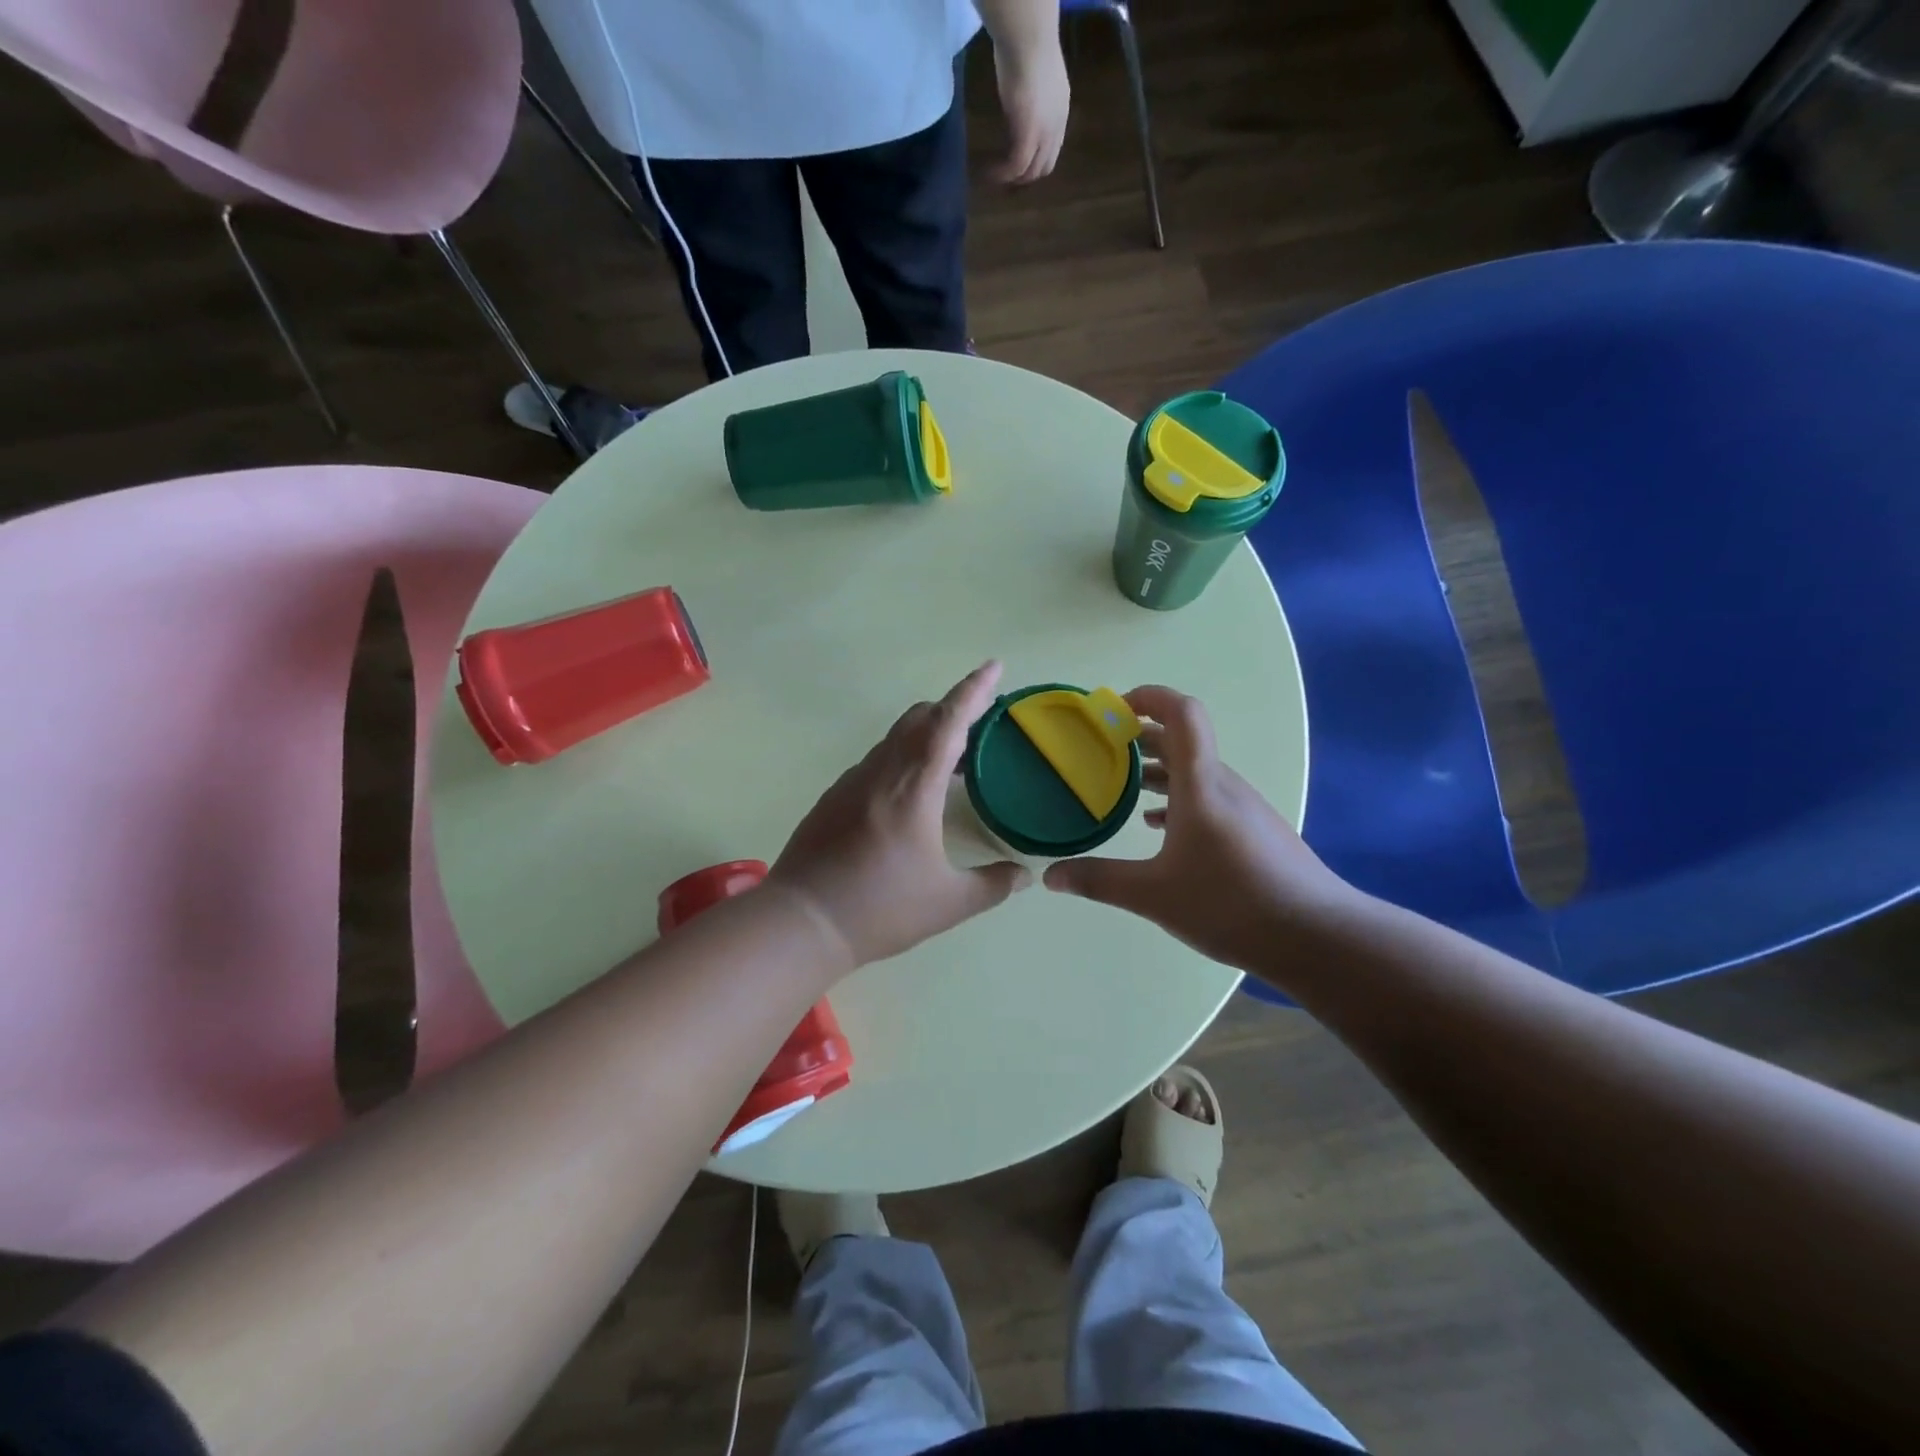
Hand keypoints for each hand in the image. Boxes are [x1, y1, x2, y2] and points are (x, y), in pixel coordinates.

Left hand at [770, 662, 1030, 967]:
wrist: (801, 922)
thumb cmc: (879, 910)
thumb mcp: (948, 904)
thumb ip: (993, 885)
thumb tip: (1024, 877)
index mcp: (914, 787)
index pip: (948, 722)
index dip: (973, 691)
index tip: (994, 667)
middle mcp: (881, 771)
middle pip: (920, 718)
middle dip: (954, 709)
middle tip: (983, 725)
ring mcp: (852, 781)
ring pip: (896, 738)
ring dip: (928, 736)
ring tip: (955, 764)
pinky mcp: (834, 797)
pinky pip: (877, 760)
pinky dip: (903, 757)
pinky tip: (912, 795)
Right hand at [990, 30, 1069, 183]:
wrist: (1028, 39)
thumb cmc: (1028, 46)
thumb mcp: (1034, 79)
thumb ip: (1033, 100)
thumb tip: (1020, 110)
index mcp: (1061, 111)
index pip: (1052, 149)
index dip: (1036, 161)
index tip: (1020, 163)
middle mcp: (1057, 126)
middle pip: (1044, 167)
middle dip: (1026, 177)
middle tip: (1007, 177)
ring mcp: (1045, 133)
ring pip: (1032, 171)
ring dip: (1014, 178)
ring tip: (997, 177)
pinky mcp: (1029, 136)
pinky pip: (1017, 166)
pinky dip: (1004, 174)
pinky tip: (991, 173)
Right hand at [1043, 686, 1360, 973]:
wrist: (1318, 937)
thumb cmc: (1231, 904)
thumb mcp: (1154, 895)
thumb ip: (1099, 881)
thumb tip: (1050, 876)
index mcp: (1201, 784)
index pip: (1182, 713)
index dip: (1149, 697)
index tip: (1113, 709)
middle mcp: (1224, 785)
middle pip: (1183, 740)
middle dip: (1140, 737)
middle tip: (1101, 750)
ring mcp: (1244, 807)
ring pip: (1196, 771)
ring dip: (1158, 770)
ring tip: (1122, 788)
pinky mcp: (1254, 830)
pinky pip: (1209, 796)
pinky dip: (1178, 797)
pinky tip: (1159, 828)